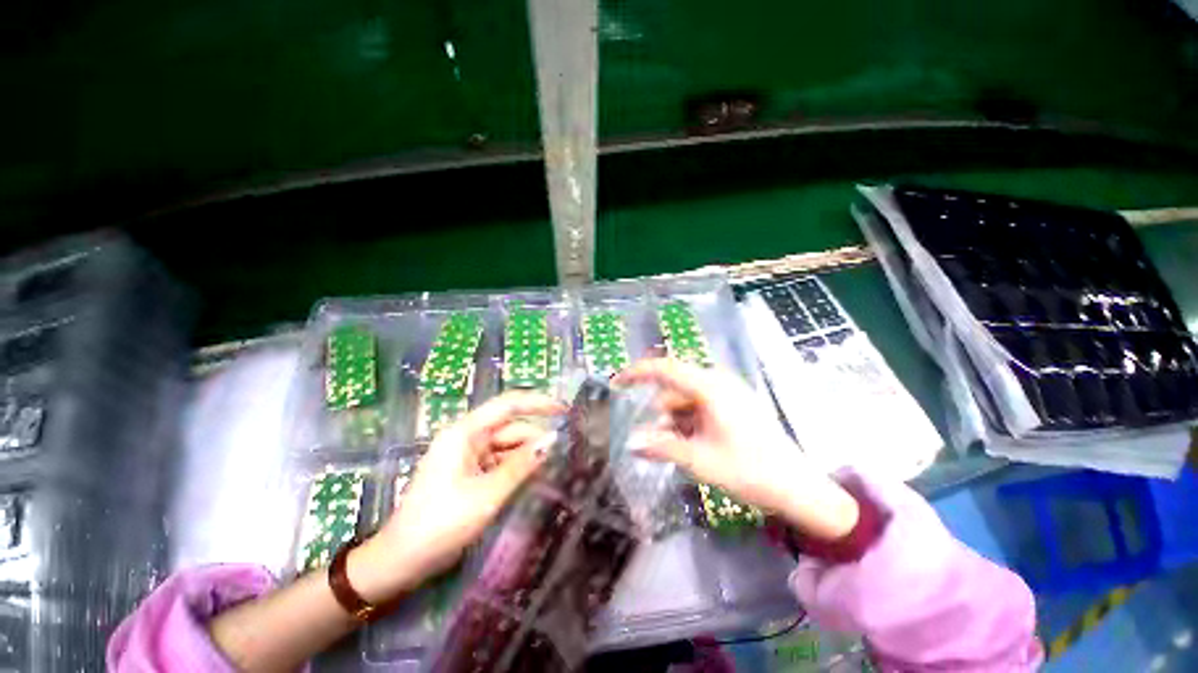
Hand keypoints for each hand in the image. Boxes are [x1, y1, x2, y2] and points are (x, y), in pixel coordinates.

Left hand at [348, 392, 563, 602]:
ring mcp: (467, 455)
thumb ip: (521, 465)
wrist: (400, 562)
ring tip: (553, 466)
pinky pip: (499, 461)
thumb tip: (553, 440)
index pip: (507, 405)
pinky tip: (533, 476)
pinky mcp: (469, 472)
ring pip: (507, 446)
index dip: (538, 403)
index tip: (565, 410)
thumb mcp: (487, 494)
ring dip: (527, 454)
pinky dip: (516, 467)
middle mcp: (467, 437)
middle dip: (535, 437)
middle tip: (564, 451)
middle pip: (510, 427)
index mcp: (464, 433)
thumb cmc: (440, 524)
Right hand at [616, 358, 858, 540]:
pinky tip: (692, 444)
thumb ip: (662, 447)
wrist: (798, 488)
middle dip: (660, 413)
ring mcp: (727, 392)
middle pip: (674, 389)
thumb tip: (630, 443)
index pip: (665, 369)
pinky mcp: (733, 404)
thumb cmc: (749, 471)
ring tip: (678, 450)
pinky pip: (699, 406)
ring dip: (674, 421)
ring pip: (685, 400)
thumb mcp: (700, 460)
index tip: (616, 384)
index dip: (637, 373)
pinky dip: (688, 422)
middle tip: (655, 443)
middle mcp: (718, 382)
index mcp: (710, 387)